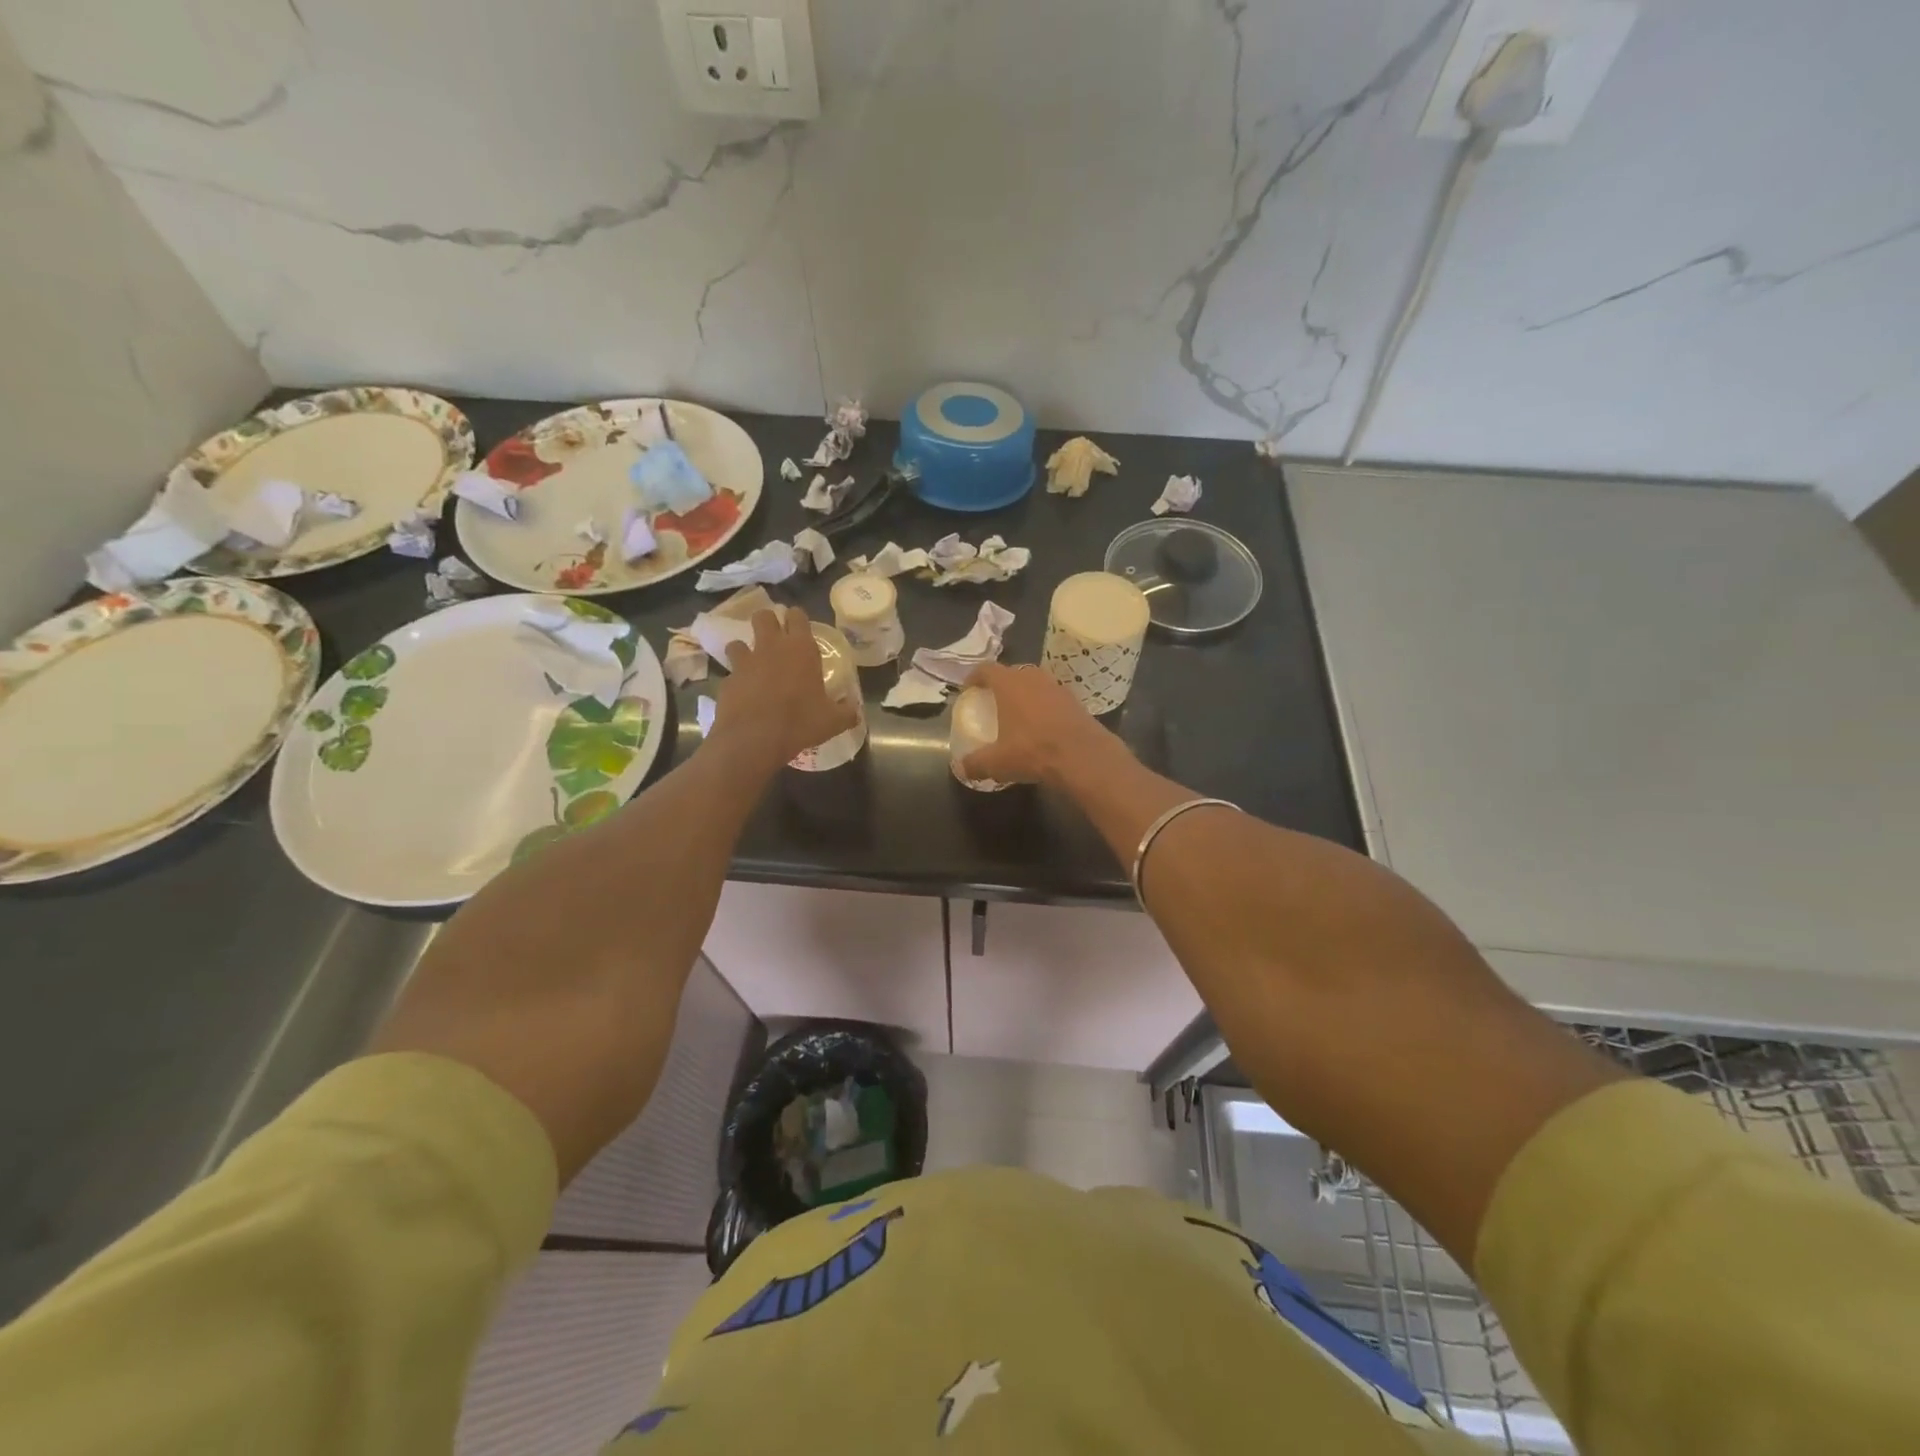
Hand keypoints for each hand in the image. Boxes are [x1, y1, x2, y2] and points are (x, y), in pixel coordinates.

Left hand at [711, 608, 859, 766]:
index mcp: (800, 649)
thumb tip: (854, 710)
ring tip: (753, 667)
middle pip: (763, 616)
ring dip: (745, 650)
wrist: (754, 740)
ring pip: (738, 642)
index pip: (797, 616)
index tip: (800, 629)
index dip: (797, 619)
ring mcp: (744, 662)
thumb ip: (846, 712)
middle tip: (775, 641)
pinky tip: (743, 696)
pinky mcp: (726, 681)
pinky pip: (730, 674)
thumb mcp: (833, 721)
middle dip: (767, 623)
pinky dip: (736, 681)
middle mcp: (771, 647)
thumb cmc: (800, 723)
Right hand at [958, 662, 1119, 785]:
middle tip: (993, 703)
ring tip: (1017, 714)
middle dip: (1000, 685)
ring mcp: (1056, 686)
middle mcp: (1032, 677)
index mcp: (1009, 683)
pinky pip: (1051, 697)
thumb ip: (975, 763)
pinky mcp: (1075, 700)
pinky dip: (1043, 706)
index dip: (974, 677)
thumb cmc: (1033, 751)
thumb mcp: (997, 762)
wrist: (1083, 756)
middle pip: (1011, 673)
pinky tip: (1041, 726)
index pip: (985, 669)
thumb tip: (961, 768)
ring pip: (1034, 684)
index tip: (969, 690)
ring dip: (1024, 694)